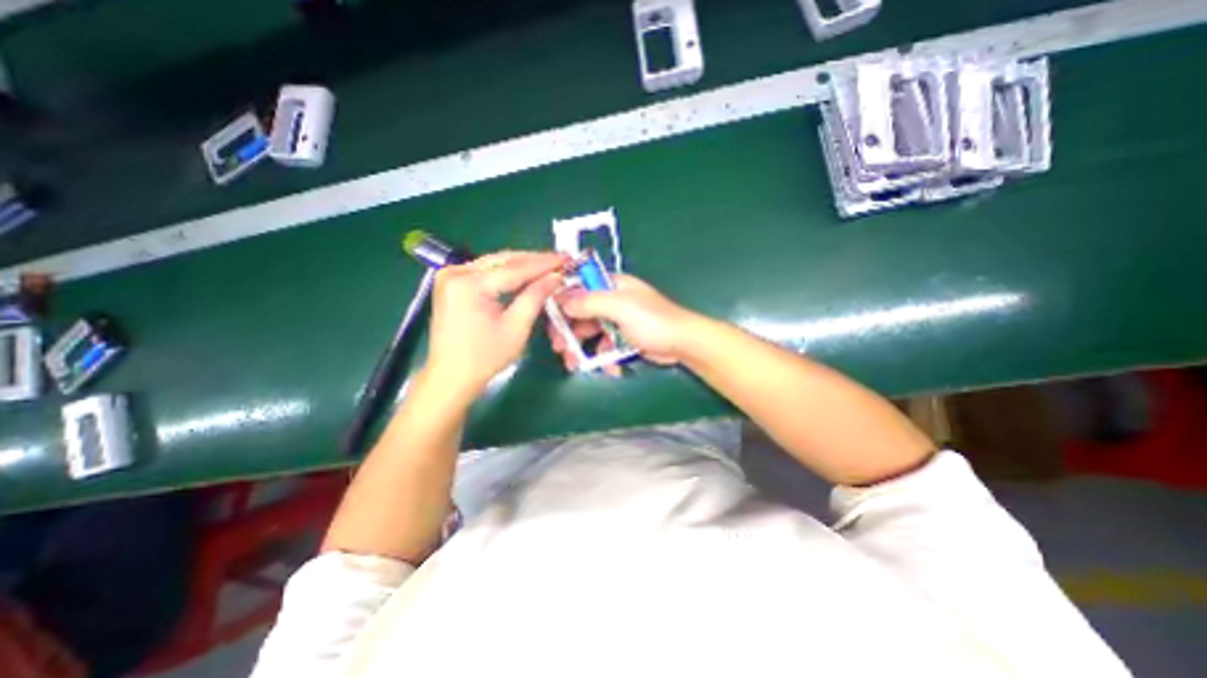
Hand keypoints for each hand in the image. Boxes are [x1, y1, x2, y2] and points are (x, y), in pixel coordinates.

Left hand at [426, 252, 568, 394]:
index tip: (566, 259)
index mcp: (469, 284)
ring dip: (522, 265)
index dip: (544, 264)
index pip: (514, 268)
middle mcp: (455, 272)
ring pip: (495, 263)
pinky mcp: (451, 283)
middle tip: (559, 261)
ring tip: (547, 266)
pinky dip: (507, 272)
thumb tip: (556, 277)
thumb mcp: (516, 327)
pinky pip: (485, 270)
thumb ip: (535, 297)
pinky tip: (525, 274)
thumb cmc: (485, 357)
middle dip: (534, 261)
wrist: (451, 376)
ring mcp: (450, 276)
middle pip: (503, 260)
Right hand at [548, 273, 698, 372]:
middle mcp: (612, 300)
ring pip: (591, 332)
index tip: (550, 318)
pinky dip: (603, 357)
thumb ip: (589, 302)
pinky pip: (605, 345)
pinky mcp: (624, 338)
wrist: (681, 343)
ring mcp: (618, 320)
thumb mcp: (619, 307)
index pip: (579, 287)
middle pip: (581, 312)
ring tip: (573, 363)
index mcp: (612, 285)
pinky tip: (608, 368)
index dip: (563, 301)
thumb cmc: (652, 320)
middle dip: (569, 331)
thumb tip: (562, 300)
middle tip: (558, 347)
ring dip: (581, 348)